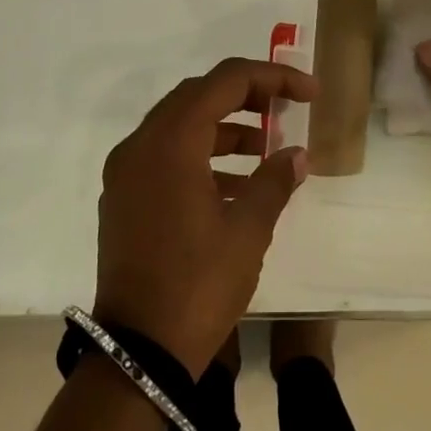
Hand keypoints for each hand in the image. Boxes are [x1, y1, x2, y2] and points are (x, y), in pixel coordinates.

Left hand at [94, 59, 316, 377]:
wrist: (139, 352)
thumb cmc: (198, 284)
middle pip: (197, 96)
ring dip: (224, 127)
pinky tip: (236, 185)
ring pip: (179, 125)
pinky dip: (201, 156)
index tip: (308, 93)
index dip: (272, 77)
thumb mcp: (248, 231)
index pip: (224, 81)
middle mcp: (140, 146)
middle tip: (286, 108)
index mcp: (170, 143)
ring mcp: (126, 173)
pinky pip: (165, 157)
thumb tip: (297, 155)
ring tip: (266, 148)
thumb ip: (274, 181)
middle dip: (246, 95)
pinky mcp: (123, 199)